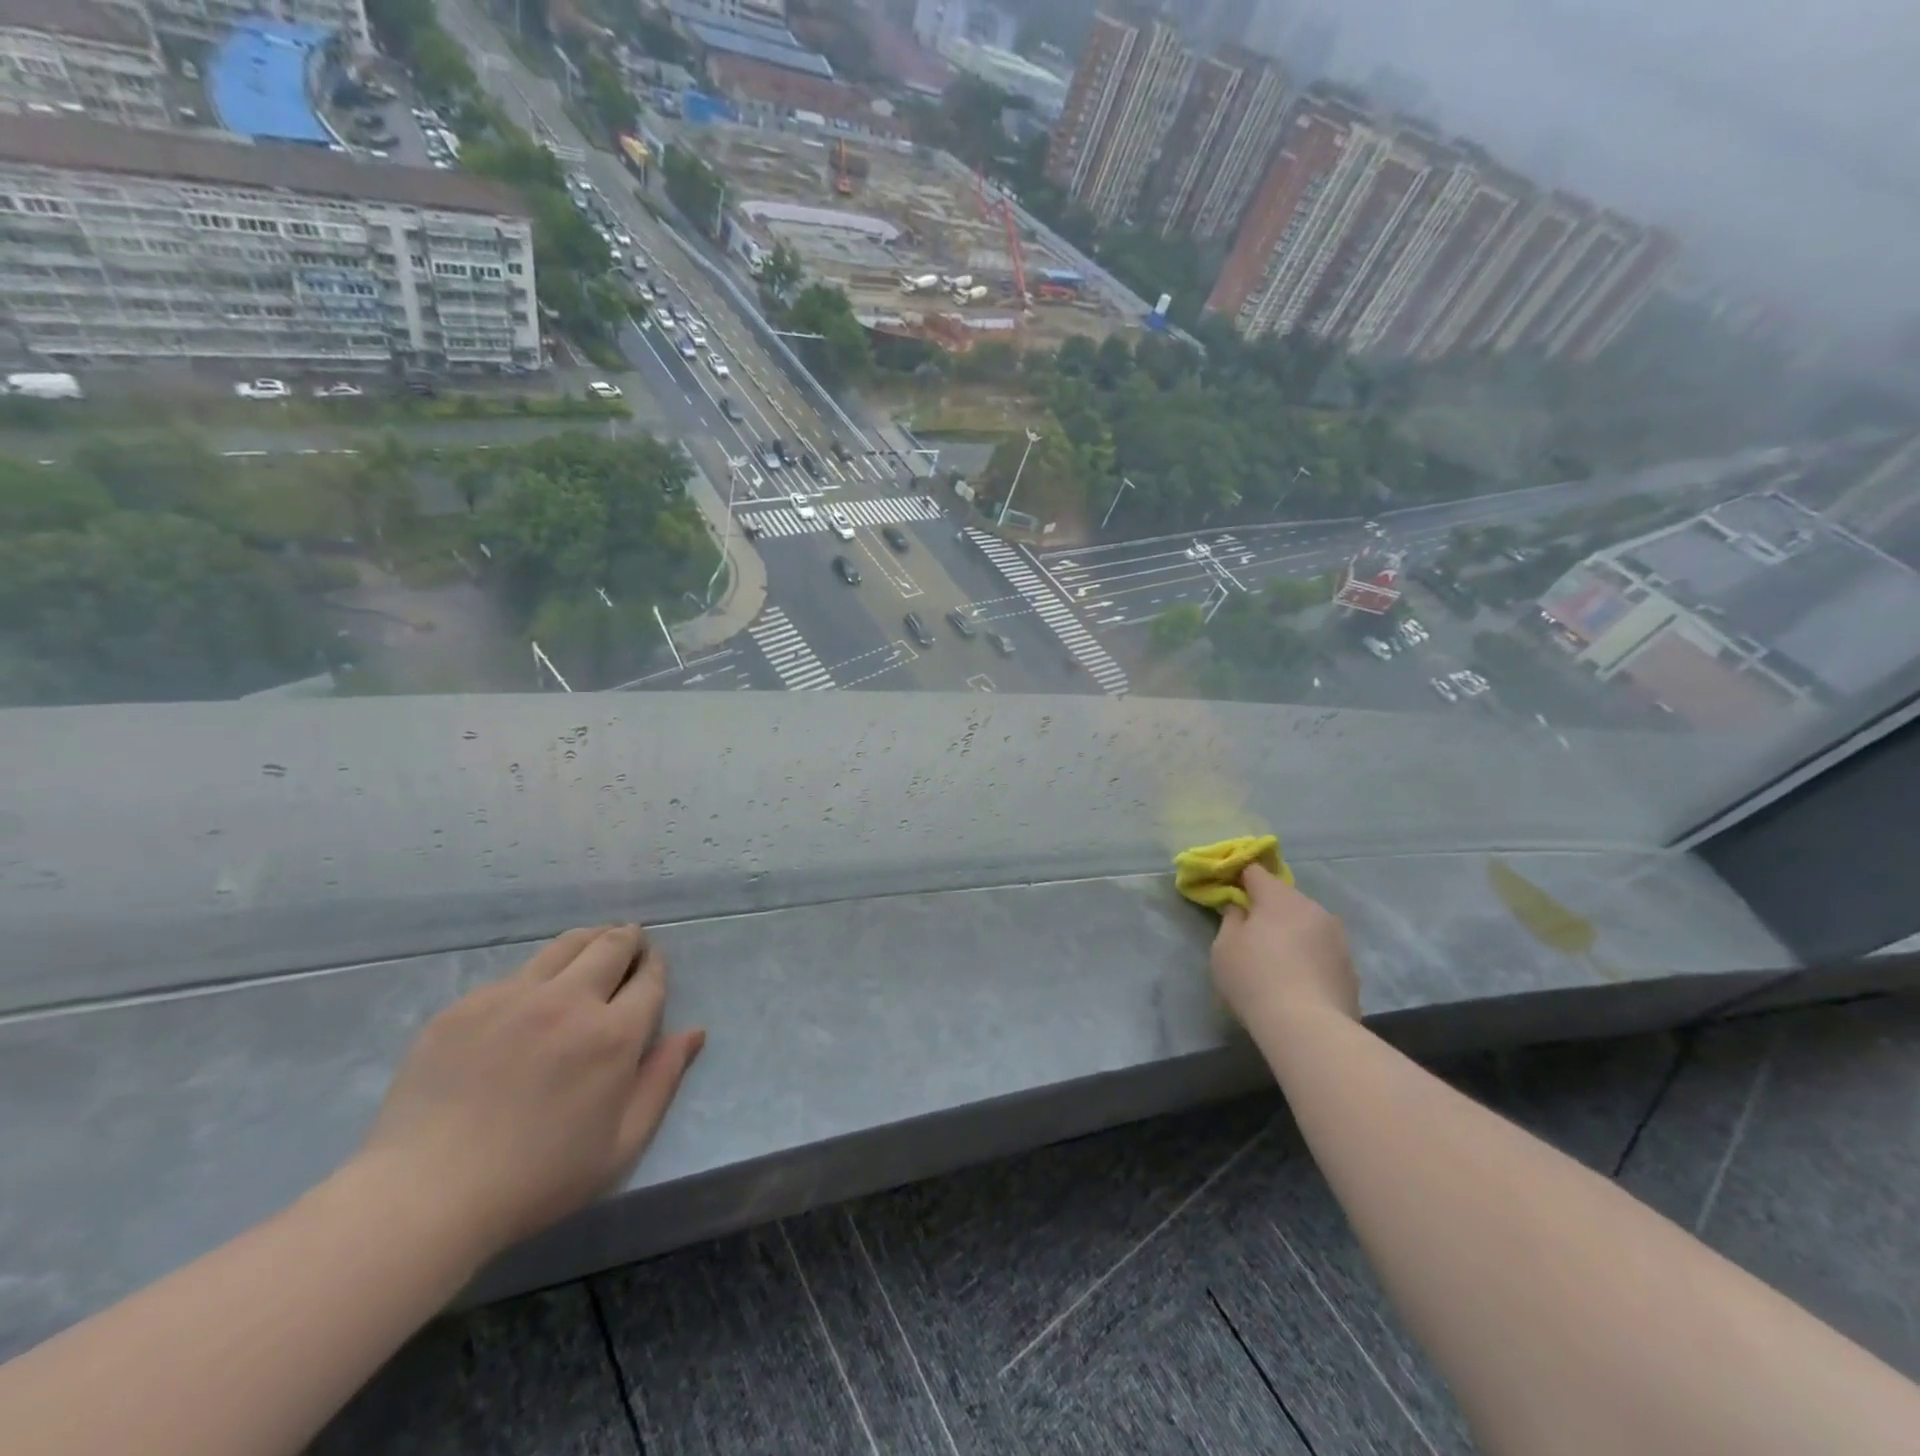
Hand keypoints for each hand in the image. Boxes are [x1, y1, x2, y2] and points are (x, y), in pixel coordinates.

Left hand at [355, 925, 704, 1259]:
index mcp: (613, 1035)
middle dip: (629, 939)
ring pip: (565, 945)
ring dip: (589, 941)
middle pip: (611, 945)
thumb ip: (663, 1080)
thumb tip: (694, 1031)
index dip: (656, 967)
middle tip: (630, 944)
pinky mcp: (467, 1005)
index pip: (650, 978)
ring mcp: (513, 997)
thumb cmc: (537, 1180)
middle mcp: (569, 1001)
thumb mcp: (621, 1144)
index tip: (653, 967)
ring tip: (591, 950)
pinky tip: (528, 1003)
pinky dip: (537, 976)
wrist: (425, 1196)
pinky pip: (515, 974)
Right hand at [1210, 864, 1360, 1026]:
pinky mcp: (1351, 968)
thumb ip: (1231, 919)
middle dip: (1269, 911)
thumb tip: (1240, 908)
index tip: (1230, 895)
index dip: (1240, 880)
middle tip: (1251, 935)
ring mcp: (1337, 938)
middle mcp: (1313, 908)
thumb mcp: (1223, 946)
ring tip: (1278, 964)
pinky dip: (1310, 960)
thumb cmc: (1255, 978)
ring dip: (1293, 935)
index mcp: (1279, 897)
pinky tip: (1299, 985)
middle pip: (1285, 899)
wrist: (1309, 1028)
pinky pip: (1322, 953)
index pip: (1255, 872)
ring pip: (1307, 925)